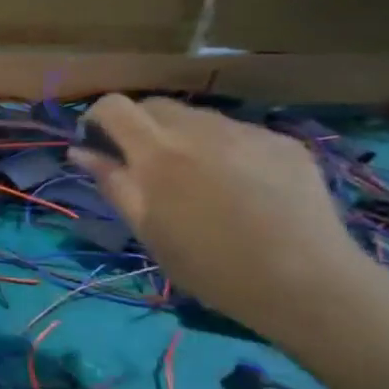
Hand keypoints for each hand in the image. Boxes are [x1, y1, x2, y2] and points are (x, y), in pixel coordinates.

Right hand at [71, 94, 374, 336]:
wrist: (307, 283)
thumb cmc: (210, 266)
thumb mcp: (146, 230)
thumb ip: (112, 183)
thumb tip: (80, 151)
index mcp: (158, 153)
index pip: (115, 106)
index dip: (98, 118)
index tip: (97, 144)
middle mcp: (201, 129)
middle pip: (155, 105)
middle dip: (139, 127)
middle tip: (142, 166)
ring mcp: (247, 131)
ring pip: (198, 117)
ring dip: (182, 137)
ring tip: (195, 179)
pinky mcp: (283, 142)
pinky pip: (238, 132)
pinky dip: (223, 148)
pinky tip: (239, 186)